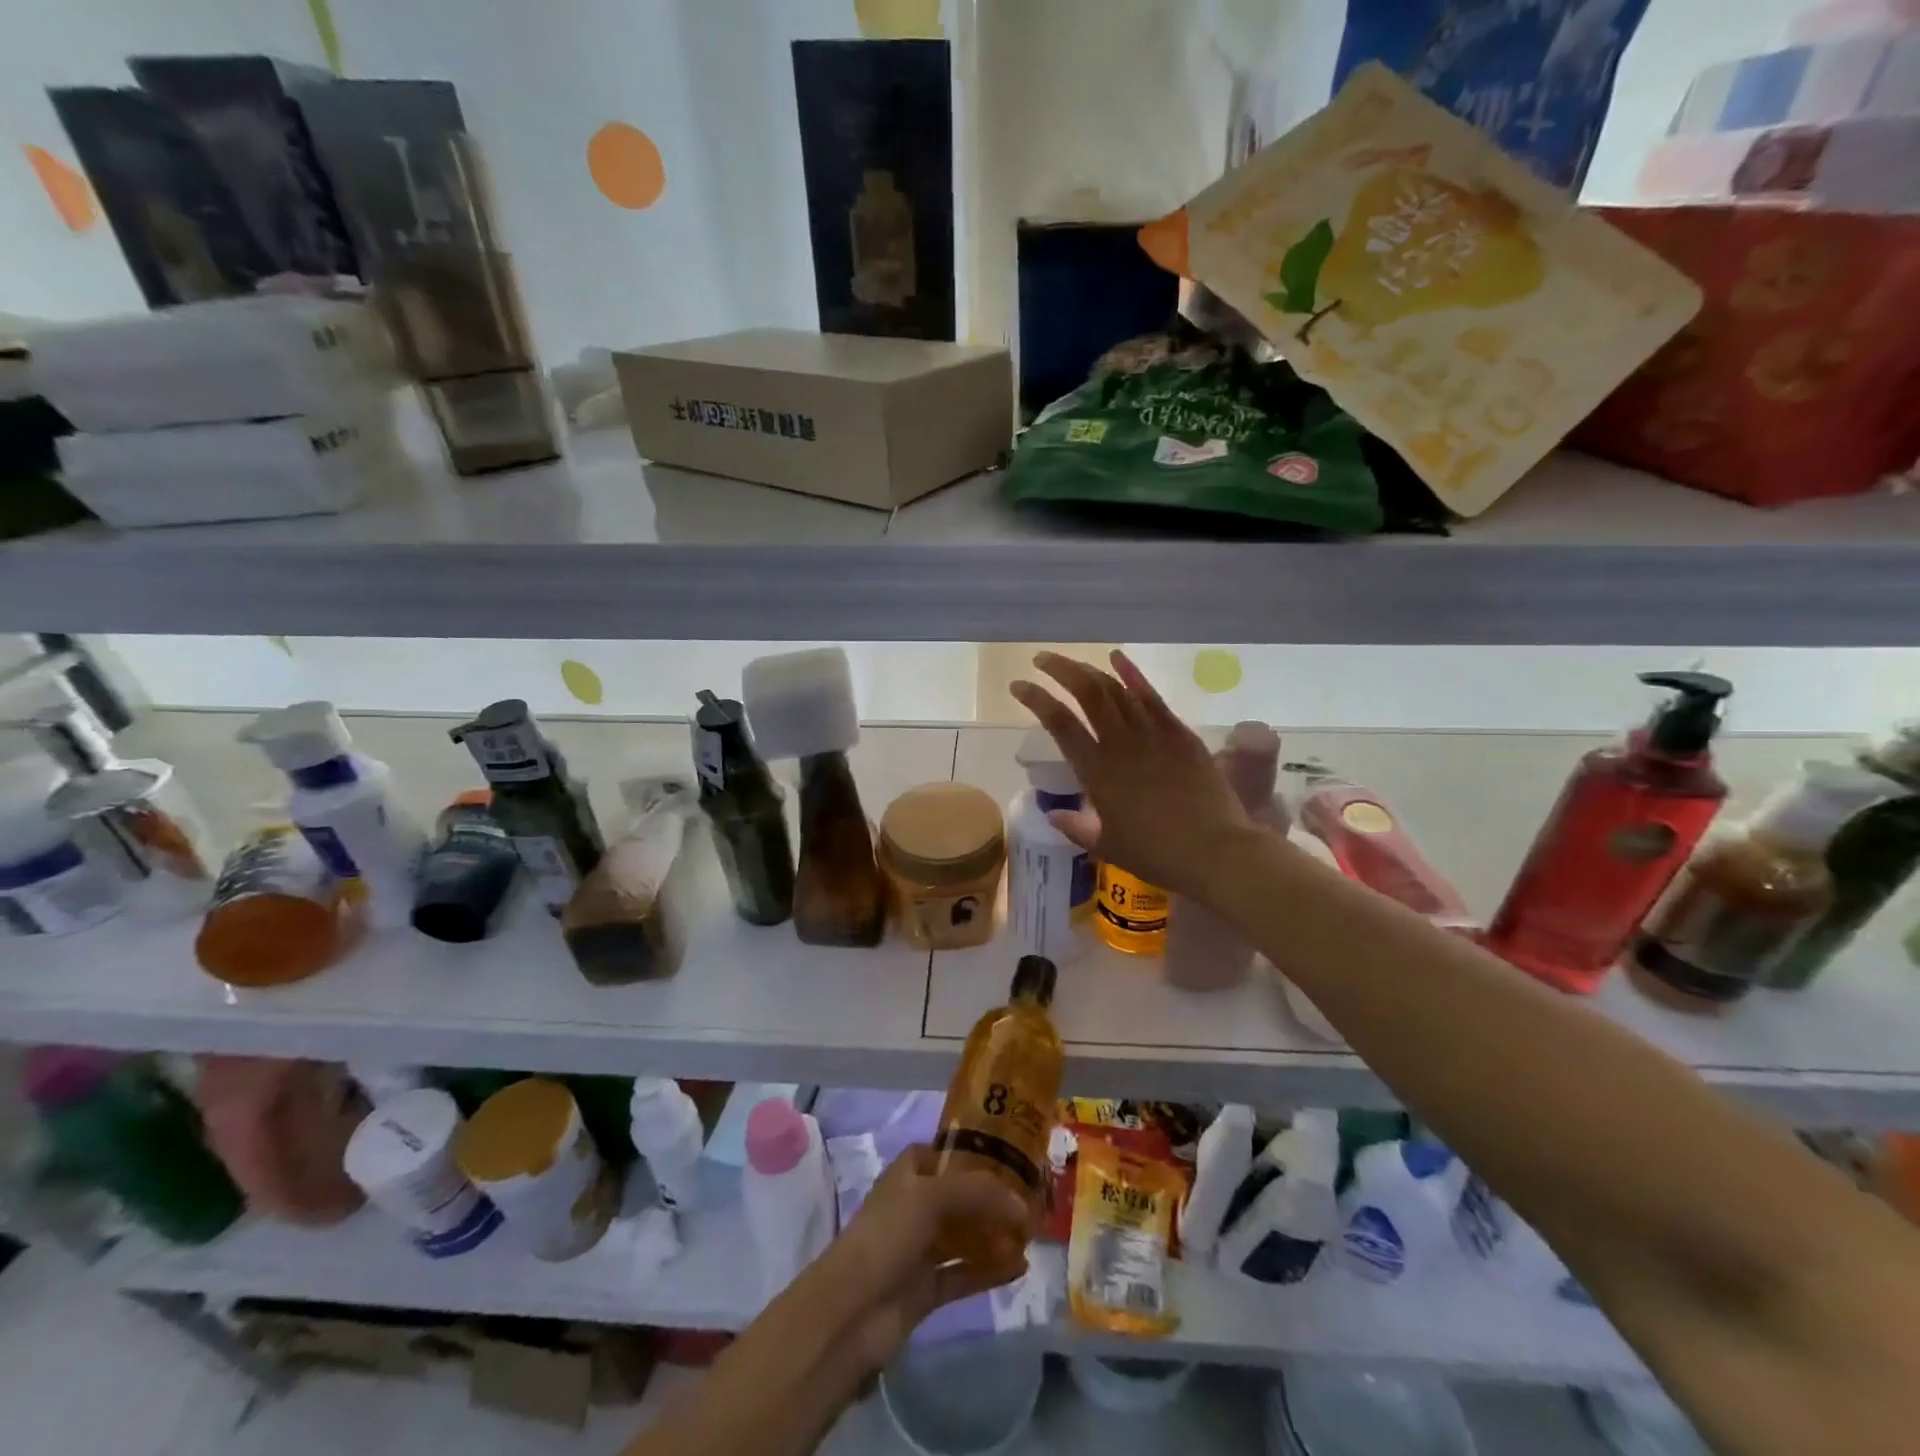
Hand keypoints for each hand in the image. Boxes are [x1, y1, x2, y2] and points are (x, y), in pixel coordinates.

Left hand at [815, 1146, 1030, 1370]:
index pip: (939, 1154)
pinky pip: (965, 1274)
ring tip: (1031, 1234)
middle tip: (1029, 1199)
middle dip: (990, 1198)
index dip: (968, 1153)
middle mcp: (913, 1208)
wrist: (851, 1314)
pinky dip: (990, 1270)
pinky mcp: (926, 1290)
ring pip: (963, 1235)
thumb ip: (978, 1194)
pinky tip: (1020, 1267)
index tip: (1005, 1156)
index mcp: (906, 1176)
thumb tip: (1022, 1205)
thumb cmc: (886, 1236)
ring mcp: (919, 1250)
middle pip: (958, 1196)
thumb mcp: (931, 1198)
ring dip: (993, 1234)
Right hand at [1011, 650, 1256, 902]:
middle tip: (1041, 660)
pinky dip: (1133, 675)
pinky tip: (1118, 658)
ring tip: (1073, 663)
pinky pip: (1152, 697)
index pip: (1059, 724)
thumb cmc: (1158, 855)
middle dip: (1060, 671)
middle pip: (1087, 693)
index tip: (1018, 686)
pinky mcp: (1181, 733)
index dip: (1036, 699)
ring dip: (1091, 670)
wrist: (1216, 851)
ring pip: (1117, 689)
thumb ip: (1078, 828)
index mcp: (1097, 773)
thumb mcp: (1109, 847)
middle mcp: (1121, 744)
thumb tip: (1055, 815)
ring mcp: (1154, 734)